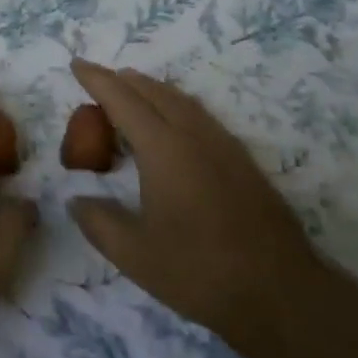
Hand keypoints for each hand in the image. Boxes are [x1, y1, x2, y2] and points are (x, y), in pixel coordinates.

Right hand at [67, 60, 322, 354]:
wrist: (281, 293)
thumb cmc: (200, 272)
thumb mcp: (134, 255)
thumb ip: (98, 222)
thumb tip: (76, 200)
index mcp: (163, 148)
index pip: (122, 100)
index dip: (97, 79)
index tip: (77, 64)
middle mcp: (194, 135)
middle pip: (153, 91)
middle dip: (122, 80)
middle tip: (98, 80)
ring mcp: (223, 145)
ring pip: (181, 100)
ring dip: (151, 89)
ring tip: (131, 92)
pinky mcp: (242, 161)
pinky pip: (200, 116)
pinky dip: (175, 106)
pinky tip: (173, 125)